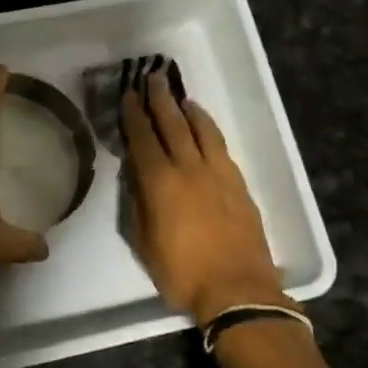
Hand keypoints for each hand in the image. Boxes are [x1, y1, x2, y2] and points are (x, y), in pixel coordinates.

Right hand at [121, 73, 290, 325]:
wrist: (238, 289)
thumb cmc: (182, 272)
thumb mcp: (144, 242)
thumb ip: (138, 203)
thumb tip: (136, 175)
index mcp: (159, 182)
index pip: (142, 139)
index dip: (134, 115)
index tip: (129, 95)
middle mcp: (188, 168)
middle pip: (172, 124)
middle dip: (160, 100)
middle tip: (153, 78)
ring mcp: (217, 173)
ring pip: (201, 130)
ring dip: (188, 110)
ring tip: (179, 96)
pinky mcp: (238, 182)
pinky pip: (220, 145)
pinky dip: (209, 129)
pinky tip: (204, 126)